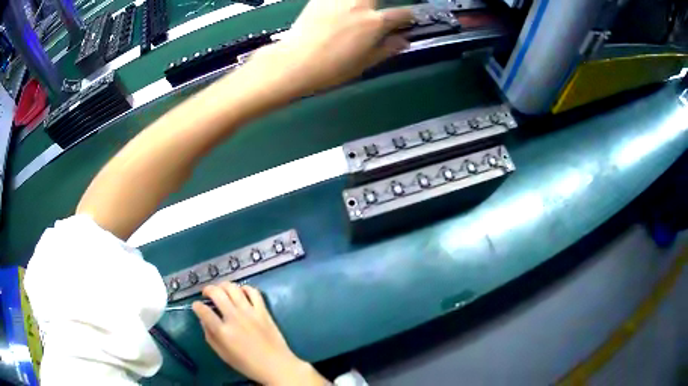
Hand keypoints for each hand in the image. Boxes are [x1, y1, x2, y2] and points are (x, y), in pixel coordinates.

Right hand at [193, 283, 326, 385]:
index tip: (196, 306)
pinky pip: (253, 292)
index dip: (196, 306)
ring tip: (221, 290)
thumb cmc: (248, 364)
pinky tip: (240, 293)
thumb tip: (203, 321)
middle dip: (208, 290)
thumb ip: (210, 336)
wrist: (276, 366)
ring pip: (233, 288)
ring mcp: (250, 312)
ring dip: (223, 286)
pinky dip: (245, 288)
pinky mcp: (263, 311)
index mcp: (223, 332)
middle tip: (207, 293)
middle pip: (217, 293)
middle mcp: (235, 318)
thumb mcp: (223, 355)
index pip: (204, 311)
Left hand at [245, 0, 413, 96]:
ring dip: (364, 2)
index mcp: (375, 22)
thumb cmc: (331, 68)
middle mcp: (360, 5)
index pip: (403, 13)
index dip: (410, 17)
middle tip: (379, 14)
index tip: (408, 21)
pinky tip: (342, 8)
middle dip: (384, 4)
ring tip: (362, 10)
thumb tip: (403, 41)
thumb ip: (387, 48)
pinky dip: (344, 1)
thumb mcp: (364, 63)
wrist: (294, 62)